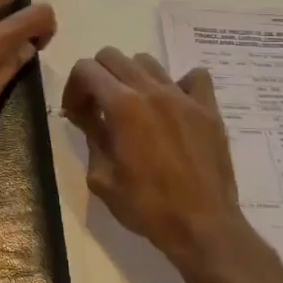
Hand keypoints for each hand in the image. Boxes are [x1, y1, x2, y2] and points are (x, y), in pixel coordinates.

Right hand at [62, 49, 259, 278]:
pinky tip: (173, 107)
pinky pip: (194, 77)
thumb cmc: (146, 207)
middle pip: (113, 56)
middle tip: (99, 108)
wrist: (202, 227)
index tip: (77, 114)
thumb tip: (86, 116)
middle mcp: (152, 90)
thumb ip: (92, 137)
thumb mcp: (102, 178)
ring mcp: (183, 96)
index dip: (74, 88)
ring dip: (132, 78)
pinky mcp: (208, 108)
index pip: (86, 69)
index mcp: (122, 106)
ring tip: (134, 108)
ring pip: (148, 62)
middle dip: (98, 77)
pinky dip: (179, 84)